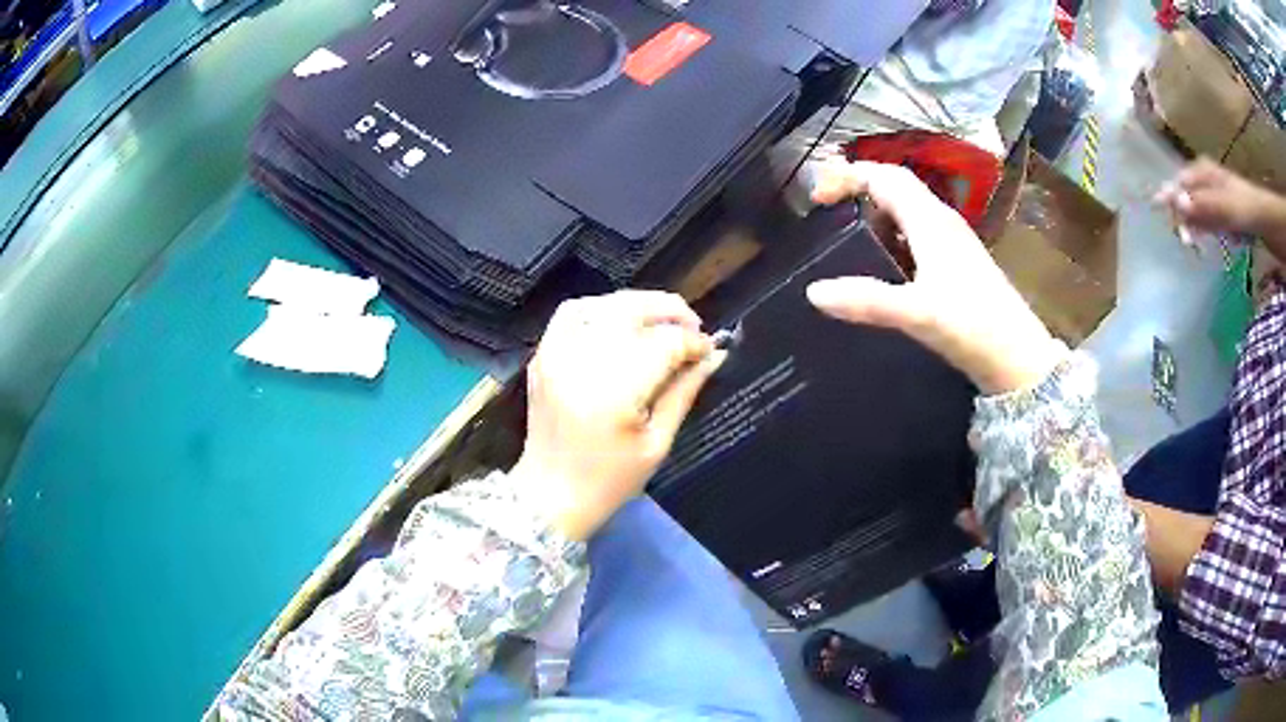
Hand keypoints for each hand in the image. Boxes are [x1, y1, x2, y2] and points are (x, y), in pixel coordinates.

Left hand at [512, 291, 724, 540]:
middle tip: (693, 326)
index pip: (663, 344)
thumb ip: (684, 392)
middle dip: (670, 311)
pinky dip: (601, 307)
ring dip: (639, 304)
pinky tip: (621, 320)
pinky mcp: (543, 355)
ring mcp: (556, 354)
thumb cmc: (609, 481)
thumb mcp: (657, 443)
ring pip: (604, 304)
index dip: (692, 342)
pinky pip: (573, 312)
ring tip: (662, 320)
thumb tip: (713, 355)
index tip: (709, 350)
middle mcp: (580, 363)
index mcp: (613, 393)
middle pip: (632, 311)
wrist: (549, 495)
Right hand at [804, 160, 1064, 394]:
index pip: (886, 177)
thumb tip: (814, 290)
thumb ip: (868, 300)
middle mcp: (943, 223)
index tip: (817, 195)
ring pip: (909, 208)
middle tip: (825, 202)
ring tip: (845, 224)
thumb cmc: (974, 327)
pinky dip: (892, 232)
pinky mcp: (958, 264)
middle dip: (859, 184)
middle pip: (898, 186)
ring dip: (876, 206)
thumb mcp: (918, 313)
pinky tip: (883, 258)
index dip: (849, 175)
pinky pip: (918, 232)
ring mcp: (953, 243)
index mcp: (931, 222)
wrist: (1018, 359)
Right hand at [1155, 158, 1285, 241]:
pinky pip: (1213, 224)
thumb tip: (1171, 201)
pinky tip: (1209, 244)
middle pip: (1188, 196)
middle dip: (1182, 215)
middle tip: (1181, 239)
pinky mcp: (1228, 216)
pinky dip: (1210, 233)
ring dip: (1196, 227)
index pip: (1179, 183)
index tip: (1156, 216)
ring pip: (1199, 211)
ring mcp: (1218, 199)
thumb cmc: (1247, 209)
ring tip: (1193, 244)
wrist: (1269, 221)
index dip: (1168, 198)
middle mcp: (1207, 181)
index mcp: (1203, 172)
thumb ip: (1201, 205)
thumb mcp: (1224, 207)